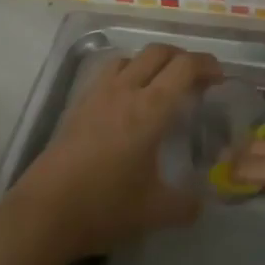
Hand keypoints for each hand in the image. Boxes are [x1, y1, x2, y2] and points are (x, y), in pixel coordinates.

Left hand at [8, 43, 220, 260]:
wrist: (45, 212)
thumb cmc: (104, 207)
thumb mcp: (156, 212)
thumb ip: (186, 205)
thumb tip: (201, 203)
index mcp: (150, 109)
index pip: (184, 67)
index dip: (206, 65)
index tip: (219, 78)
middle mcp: (124, 91)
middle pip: (157, 52)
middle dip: (182, 57)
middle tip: (196, 79)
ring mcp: (96, 95)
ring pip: (129, 58)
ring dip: (151, 62)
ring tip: (161, 86)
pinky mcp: (77, 106)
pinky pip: (107, 74)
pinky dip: (126, 74)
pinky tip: (127, 102)